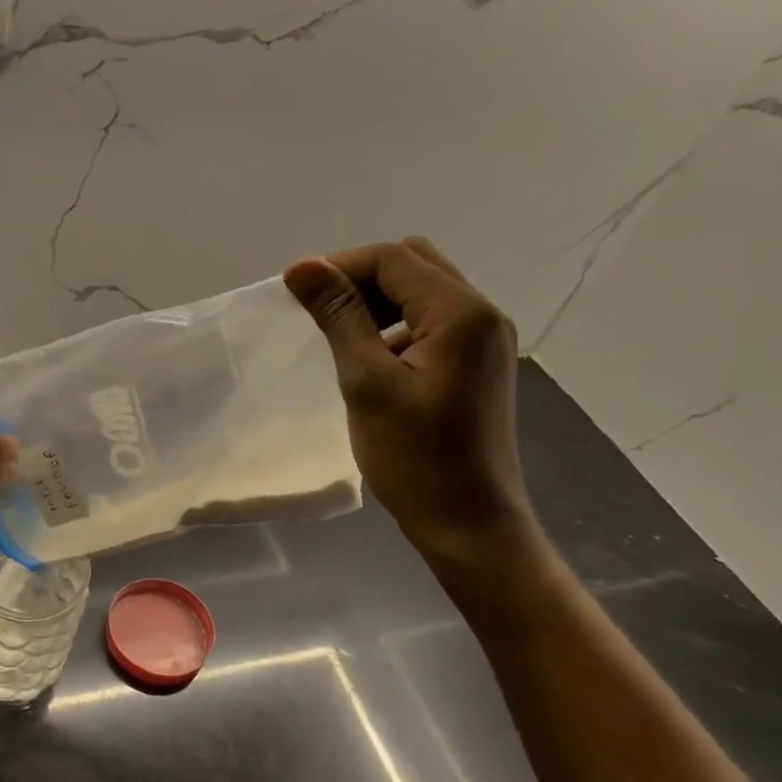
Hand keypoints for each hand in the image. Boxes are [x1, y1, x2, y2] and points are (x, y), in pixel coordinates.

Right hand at [284, 239, 541, 573]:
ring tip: (337, 334)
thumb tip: (303, 267)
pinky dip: (396, 326)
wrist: (467, 523)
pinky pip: (433, 324)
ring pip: (424, 293)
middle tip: (318, 312)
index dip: (341, 265)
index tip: (296, 294)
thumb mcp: (367, 382)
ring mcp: (484, 341)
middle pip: (415, 266)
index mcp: (461, 313)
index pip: (395, 259)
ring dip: (378, 301)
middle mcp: (482, 315)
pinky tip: (370, 358)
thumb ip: (339, 317)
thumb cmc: (414, 458)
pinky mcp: (477, 365)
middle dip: (360, 278)